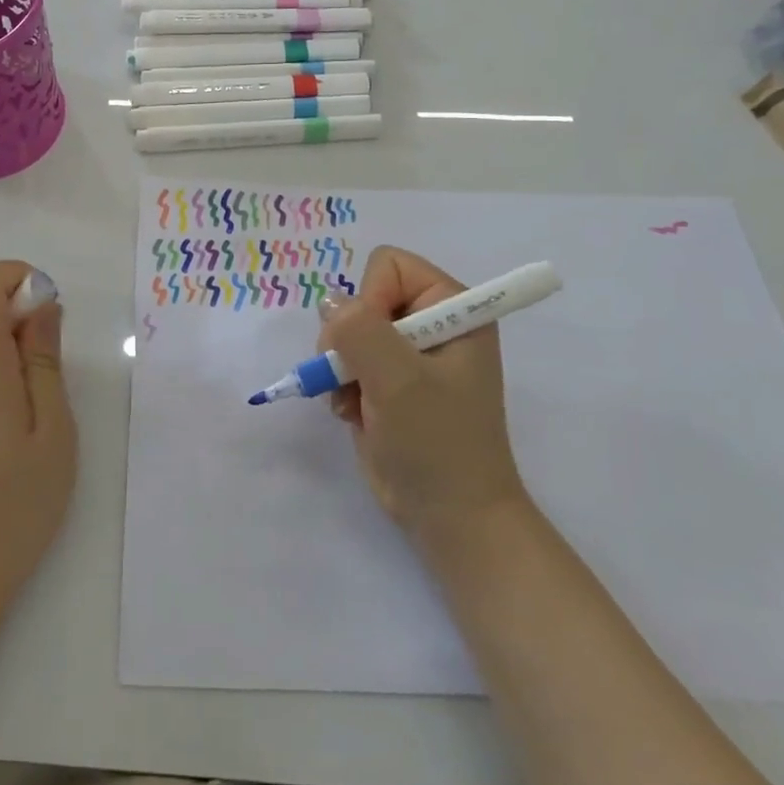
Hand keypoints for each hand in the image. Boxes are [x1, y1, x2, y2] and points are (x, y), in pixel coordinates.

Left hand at [0, 262, 76, 614]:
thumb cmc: (14, 502)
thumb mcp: (52, 428)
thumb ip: (44, 359)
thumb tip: (43, 306)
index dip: (16, 277)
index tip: (50, 307)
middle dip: (15, 303)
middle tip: (52, 349)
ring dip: (5, 331)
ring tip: (38, 382)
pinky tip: (15, 402)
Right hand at [320, 246, 528, 553]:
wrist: (451, 519)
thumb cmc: (437, 443)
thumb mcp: (398, 380)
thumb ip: (359, 329)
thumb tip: (329, 304)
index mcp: (453, 307)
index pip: (389, 265)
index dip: (370, 299)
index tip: (374, 346)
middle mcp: (431, 322)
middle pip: (363, 297)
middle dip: (349, 338)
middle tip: (356, 377)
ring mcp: (407, 353)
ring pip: (346, 330)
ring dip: (341, 366)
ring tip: (355, 401)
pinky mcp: (387, 381)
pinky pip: (345, 360)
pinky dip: (341, 386)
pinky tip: (352, 413)